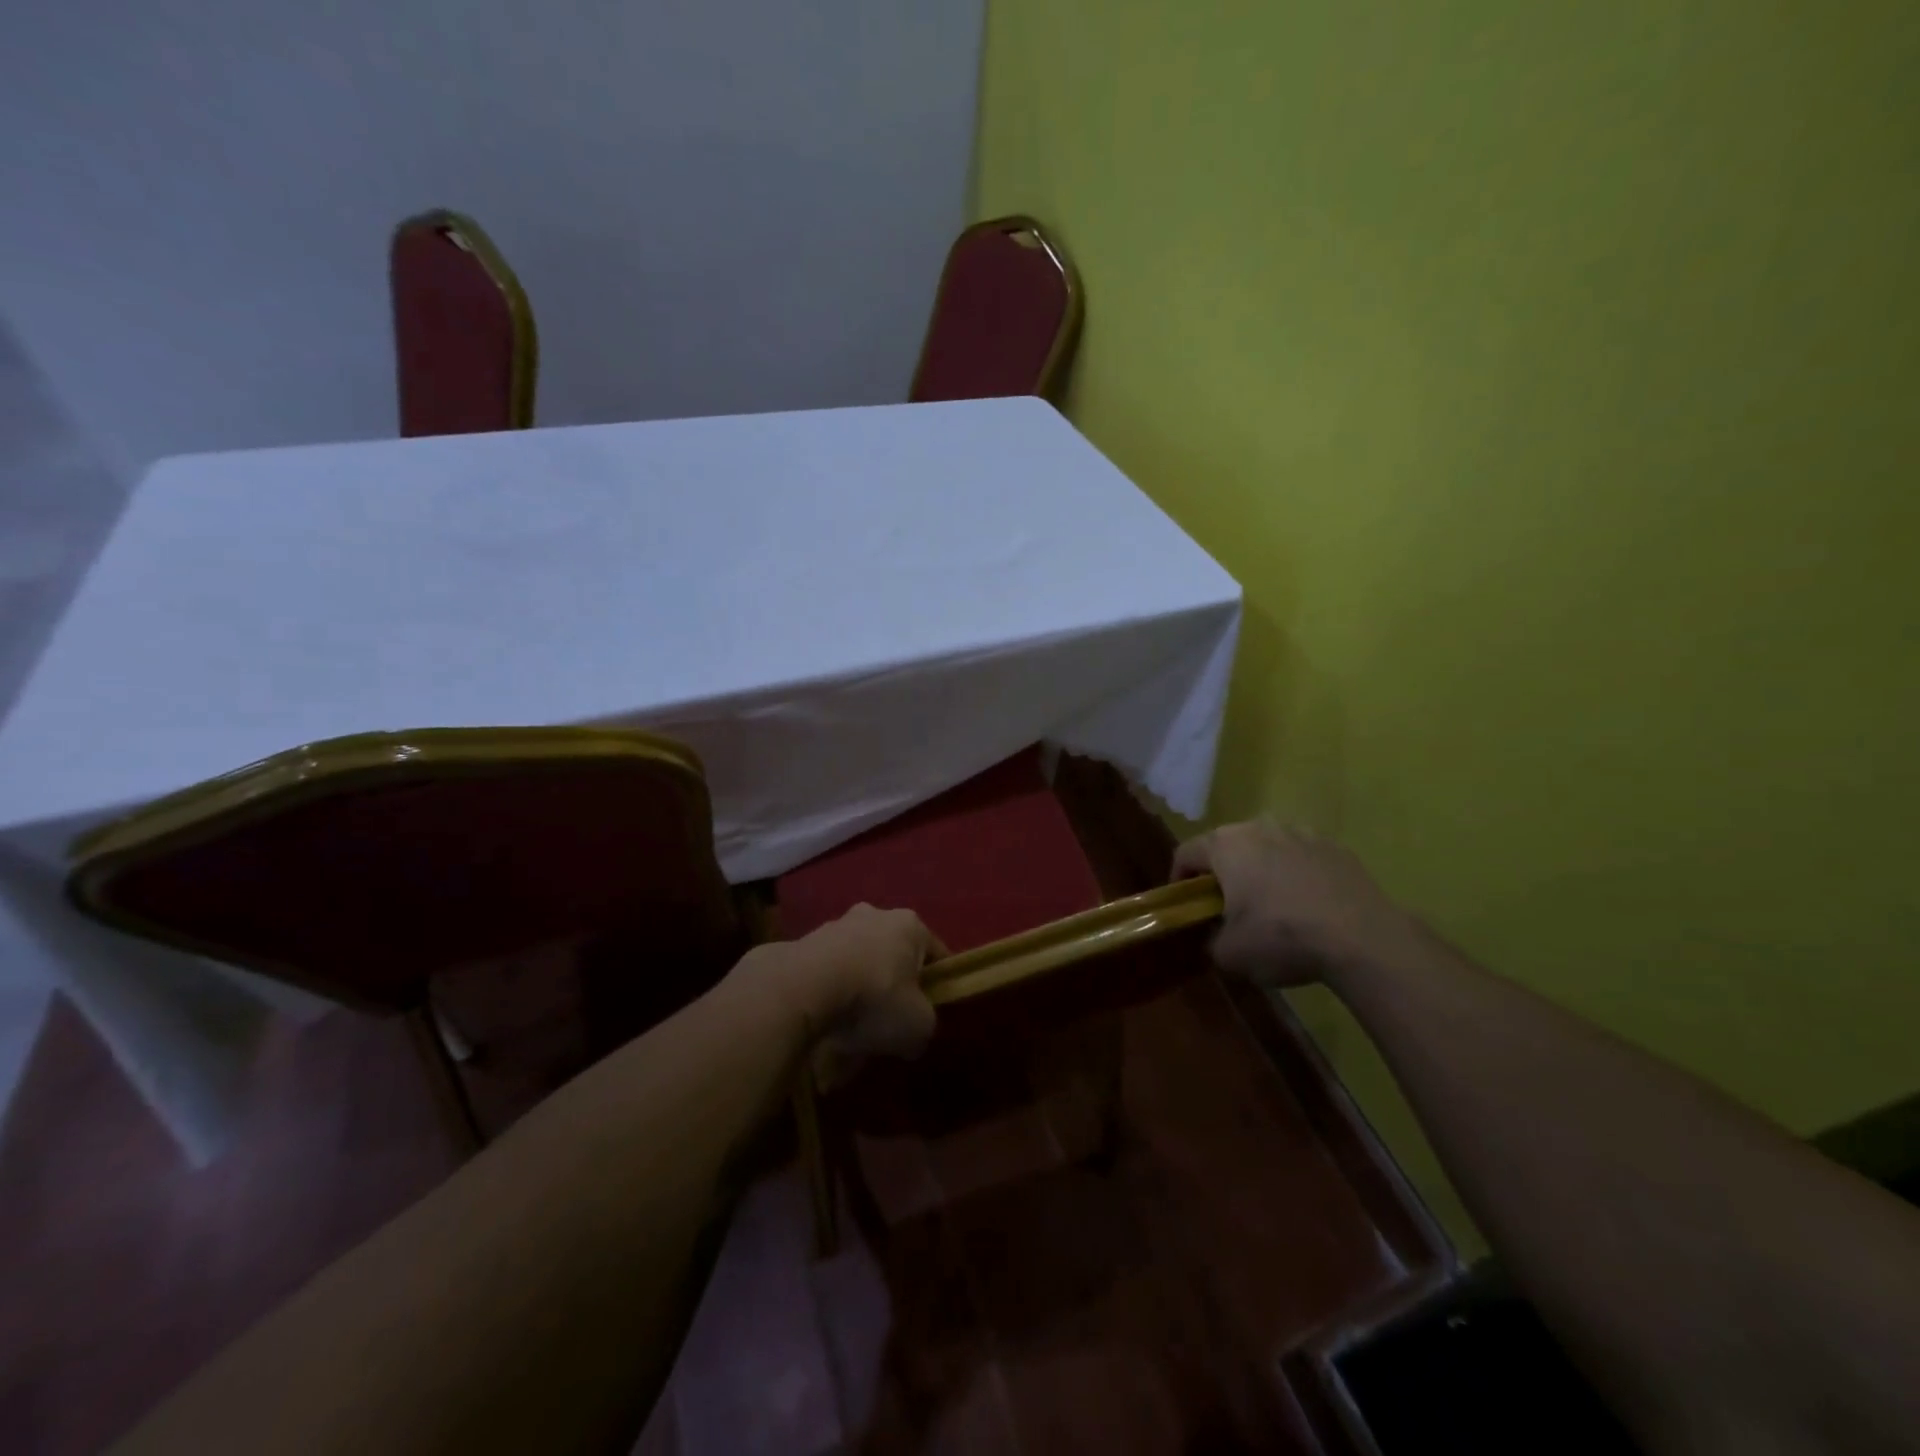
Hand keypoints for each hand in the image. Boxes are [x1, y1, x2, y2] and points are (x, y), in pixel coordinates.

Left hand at [737, 904, 944, 1057]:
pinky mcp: (804, 942)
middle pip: (894, 954)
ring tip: (851, 1028)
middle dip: (893, 983)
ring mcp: (836, 925)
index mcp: (910, 925)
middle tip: (889, 1020)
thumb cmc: (874, 998)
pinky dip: (831, 991)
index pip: (935, 953)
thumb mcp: (918, 1025)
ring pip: (859, 960)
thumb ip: (925, 1024)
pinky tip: (825, 1021)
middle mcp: (875, 915)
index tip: (929, 1011)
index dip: (936, 984)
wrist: (802, 988)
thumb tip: (913, 1033)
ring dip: (859, 987)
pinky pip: (828, 970)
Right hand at [1172, 820, 1426, 987]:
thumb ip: (1212, 940)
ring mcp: (1302, 833)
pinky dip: (1297, 876)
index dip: (1178, 879)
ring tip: (1271, 906)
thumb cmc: (1282, 937)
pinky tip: (1308, 907)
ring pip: (1267, 848)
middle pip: (1227, 845)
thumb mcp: (1230, 953)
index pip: (1186, 853)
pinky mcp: (1336, 848)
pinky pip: (1303, 858)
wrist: (1363, 938)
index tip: (1186, 905)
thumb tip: (1218, 936)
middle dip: (1222, 872)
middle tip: (1227, 906)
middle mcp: (1259, 827)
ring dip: (1261, 870)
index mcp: (1225, 845)